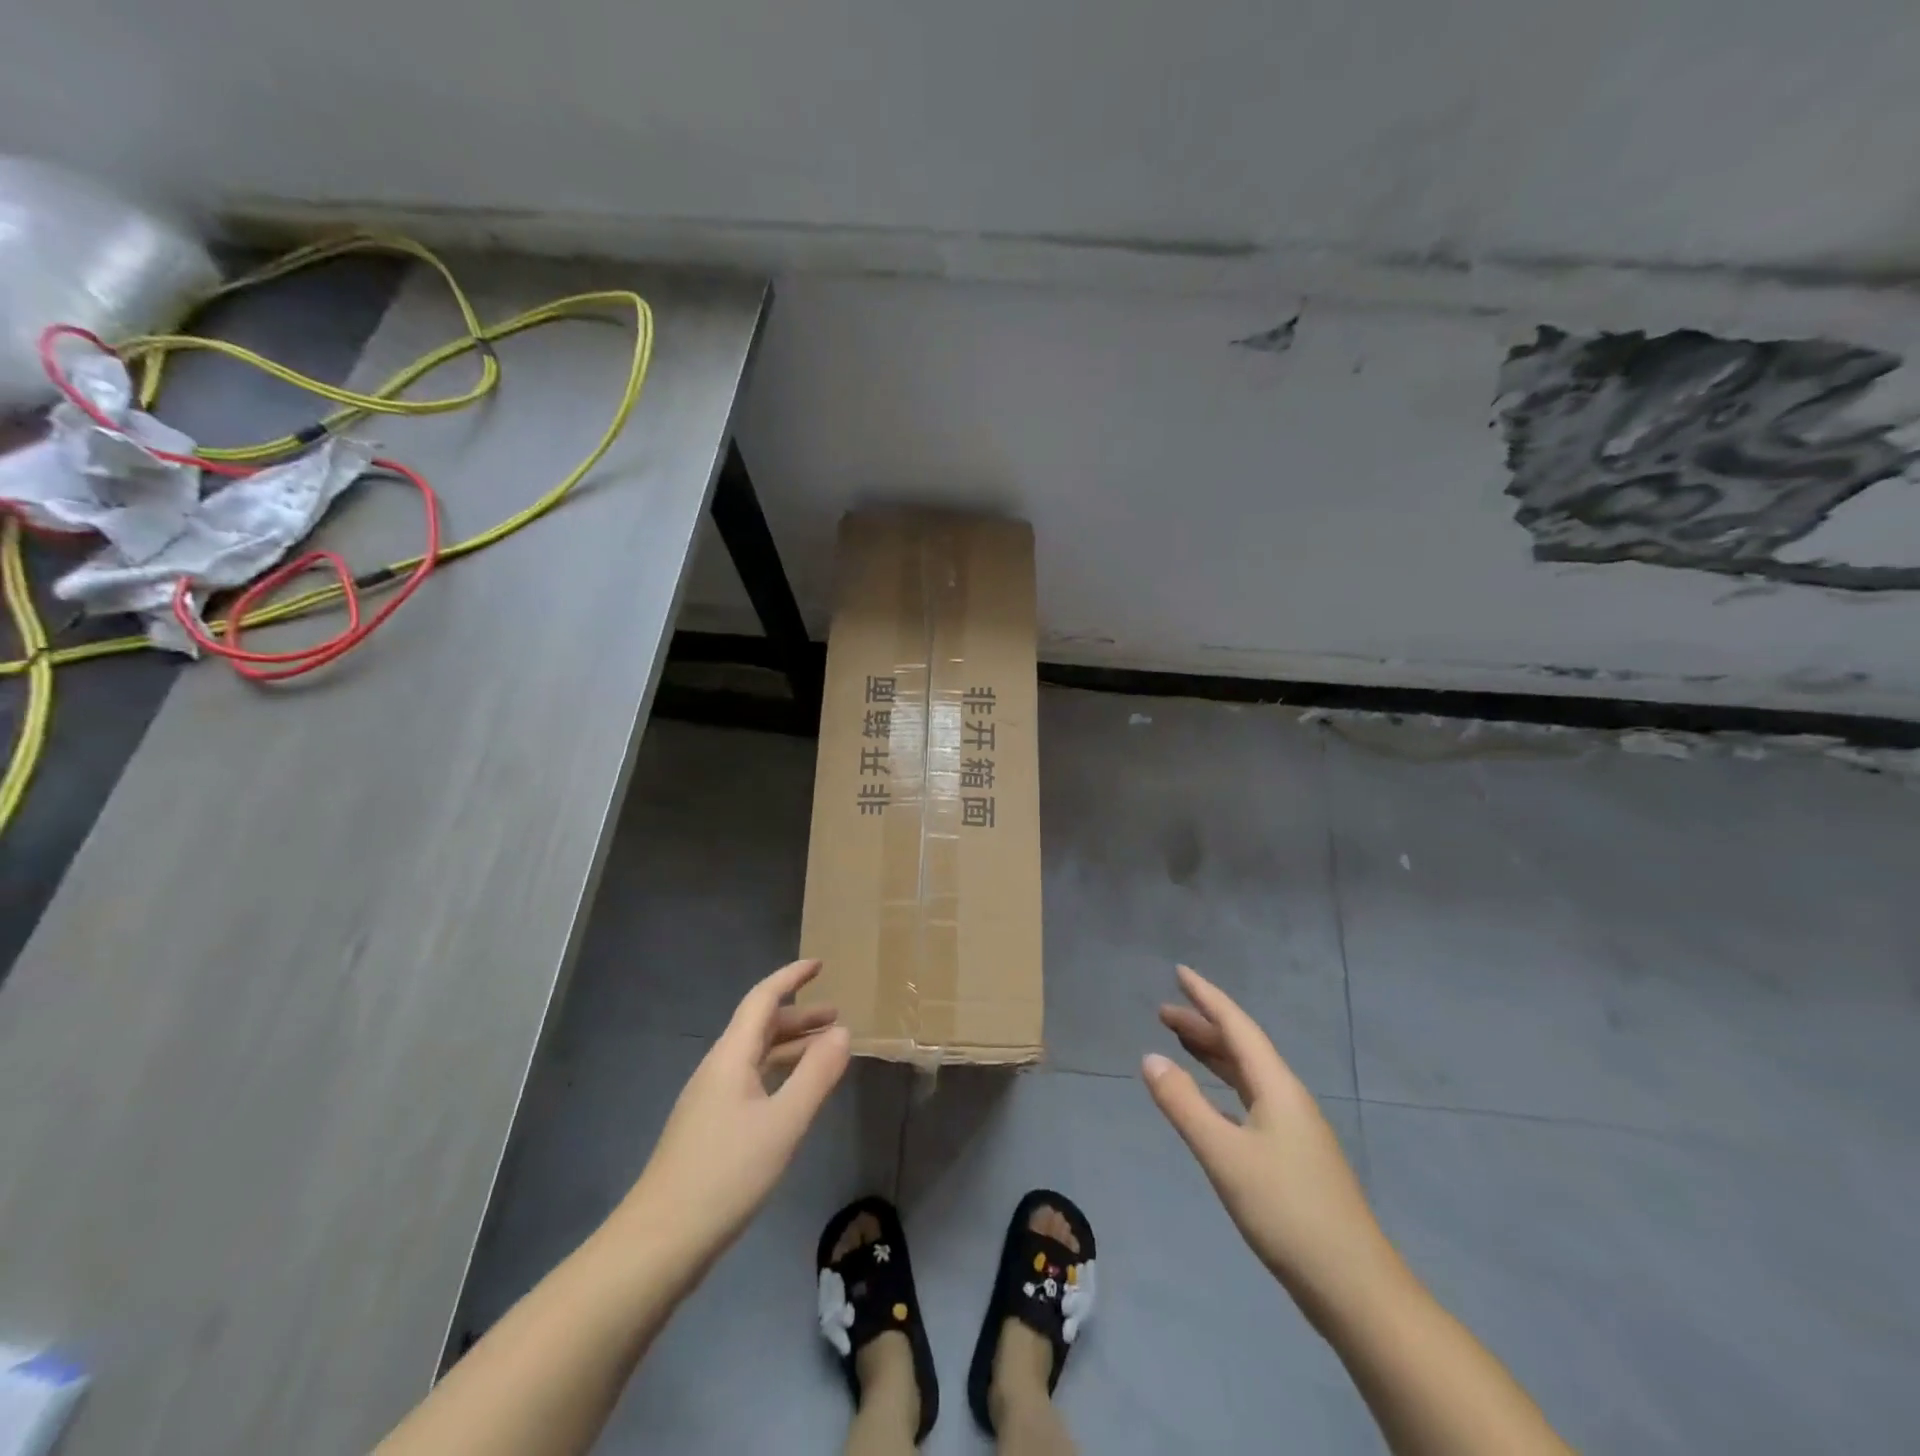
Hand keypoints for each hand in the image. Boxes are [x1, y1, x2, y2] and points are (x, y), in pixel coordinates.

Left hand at [618, 960, 851, 1273]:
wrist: (659, 1243)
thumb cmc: (725, 1174)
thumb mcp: (783, 1123)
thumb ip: (816, 1075)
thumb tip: (842, 1031)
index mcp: (731, 1056)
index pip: (762, 999)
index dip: (790, 978)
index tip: (819, 964)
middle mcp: (717, 1069)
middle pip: (760, 1027)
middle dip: (799, 1017)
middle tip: (837, 1019)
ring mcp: (709, 1100)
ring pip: (755, 1057)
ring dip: (790, 1047)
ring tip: (826, 1054)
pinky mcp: (708, 1128)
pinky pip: (750, 1082)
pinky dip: (778, 1075)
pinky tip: (794, 1097)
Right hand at [1142, 965, 1398, 1322]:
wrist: (1355, 1288)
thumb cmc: (1287, 1211)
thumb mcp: (1224, 1155)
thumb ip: (1184, 1105)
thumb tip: (1149, 1057)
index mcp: (1277, 1088)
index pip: (1237, 1026)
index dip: (1207, 997)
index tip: (1180, 972)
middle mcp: (1288, 1098)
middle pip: (1241, 1048)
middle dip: (1203, 1025)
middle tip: (1163, 1013)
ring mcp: (1293, 1129)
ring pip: (1246, 1076)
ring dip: (1213, 1055)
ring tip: (1179, 1043)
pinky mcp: (1292, 1158)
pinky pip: (1249, 1102)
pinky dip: (1222, 1089)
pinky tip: (1209, 1102)